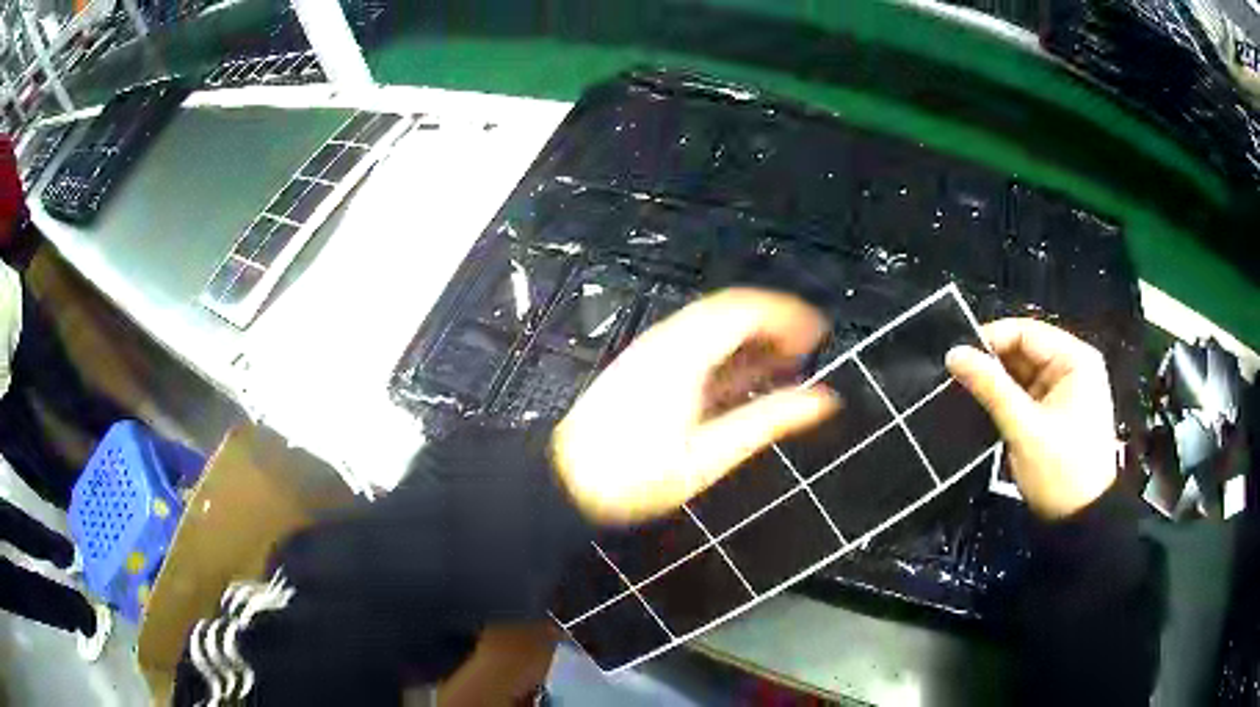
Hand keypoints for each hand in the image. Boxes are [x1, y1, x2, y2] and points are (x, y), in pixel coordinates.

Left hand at [551, 289, 838, 524]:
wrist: (568, 480)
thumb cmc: (637, 475)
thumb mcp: (710, 454)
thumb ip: (767, 421)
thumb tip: (820, 402)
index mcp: (686, 355)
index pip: (744, 310)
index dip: (786, 314)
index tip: (817, 331)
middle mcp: (667, 340)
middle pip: (729, 310)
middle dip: (773, 322)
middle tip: (806, 347)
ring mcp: (652, 349)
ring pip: (711, 323)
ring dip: (750, 335)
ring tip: (782, 362)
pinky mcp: (643, 363)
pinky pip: (694, 339)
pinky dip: (725, 348)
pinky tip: (741, 374)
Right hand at [946, 319, 1116, 519]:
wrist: (1081, 522)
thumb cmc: (1061, 471)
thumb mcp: (1025, 429)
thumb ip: (991, 388)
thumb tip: (955, 353)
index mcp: (1075, 359)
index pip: (1026, 332)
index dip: (990, 340)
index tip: (957, 358)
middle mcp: (1073, 367)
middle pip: (1025, 352)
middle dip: (993, 365)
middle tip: (956, 379)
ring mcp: (1066, 391)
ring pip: (1023, 375)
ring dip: (998, 386)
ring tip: (966, 395)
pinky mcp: (1058, 412)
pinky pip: (1028, 396)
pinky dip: (1008, 402)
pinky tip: (986, 411)